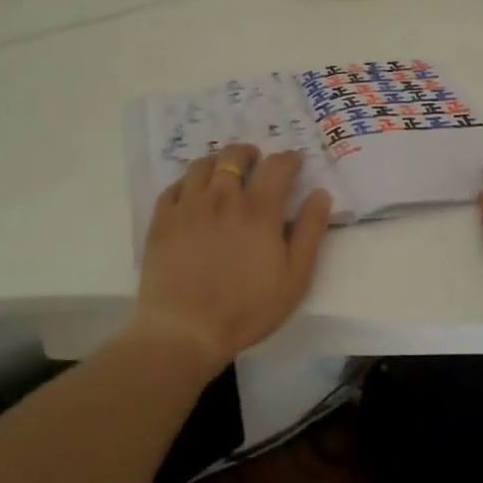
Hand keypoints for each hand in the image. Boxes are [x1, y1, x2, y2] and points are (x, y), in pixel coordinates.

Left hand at [129, 144, 332, 368]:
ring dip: (217, 161)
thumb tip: (320, 194)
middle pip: (234, 156)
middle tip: (255, 161)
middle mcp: (223, 198)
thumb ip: (309, 232)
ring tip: (222, 171)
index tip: (294, 162)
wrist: (185, 329)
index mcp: (259, 211)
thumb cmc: (247, 308)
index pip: (277, 166)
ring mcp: (188, 206)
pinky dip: (187, 183)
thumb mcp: (294, 277)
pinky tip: (191, 194)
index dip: (288, 159)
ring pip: (202, 165)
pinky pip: (174, 187)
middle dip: (249, 153)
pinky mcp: (162, 220)